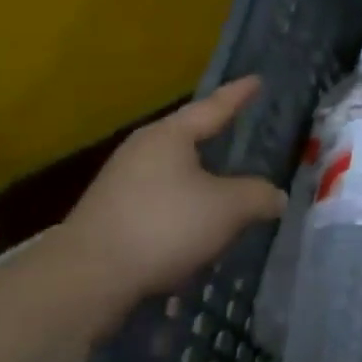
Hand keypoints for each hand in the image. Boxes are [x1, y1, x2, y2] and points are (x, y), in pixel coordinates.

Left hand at [61, 77, 284, 301]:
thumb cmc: (164, 226)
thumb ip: (259, 195)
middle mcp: (142, 151)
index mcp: (170, 136)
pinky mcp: (112, 216)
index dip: (239, 95)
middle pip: (188, 135)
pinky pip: (161, 198)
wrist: (85, 281)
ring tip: (226, 178)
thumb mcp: (229, 208)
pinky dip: (184, 204)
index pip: (214, 107)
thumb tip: (276, 196)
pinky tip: (199, 219)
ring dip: (200, 175)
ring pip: (174, 170)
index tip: (257, 80)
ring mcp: (121, 183)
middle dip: (215, 133)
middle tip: (242, 125)